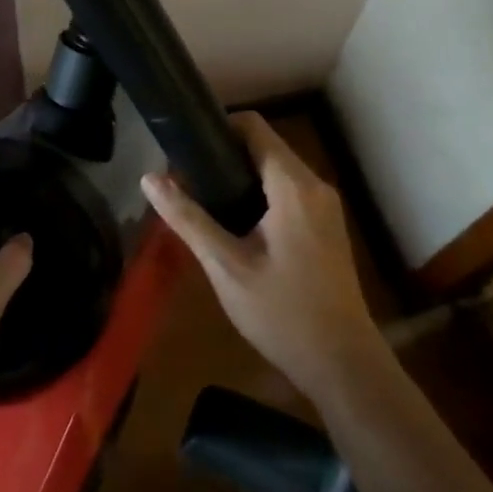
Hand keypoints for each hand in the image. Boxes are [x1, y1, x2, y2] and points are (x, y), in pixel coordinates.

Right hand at [143, 113, 384, 403]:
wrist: (343, 365)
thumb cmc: (282, 313)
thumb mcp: (225, 266)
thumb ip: (188, 218)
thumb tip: (149, 178)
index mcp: (293, 186)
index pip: (254, 127)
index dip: (217, 127)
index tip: (185, 147)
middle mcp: (314, 186)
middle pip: (265, 145)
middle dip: (224, 154)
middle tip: (186, 178)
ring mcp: (325, 207)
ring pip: (276, 169)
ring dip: (241, 175)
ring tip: (203, 199)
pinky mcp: (326, 226)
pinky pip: (288, 190)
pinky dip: (260, 192)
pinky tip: (235, 223)